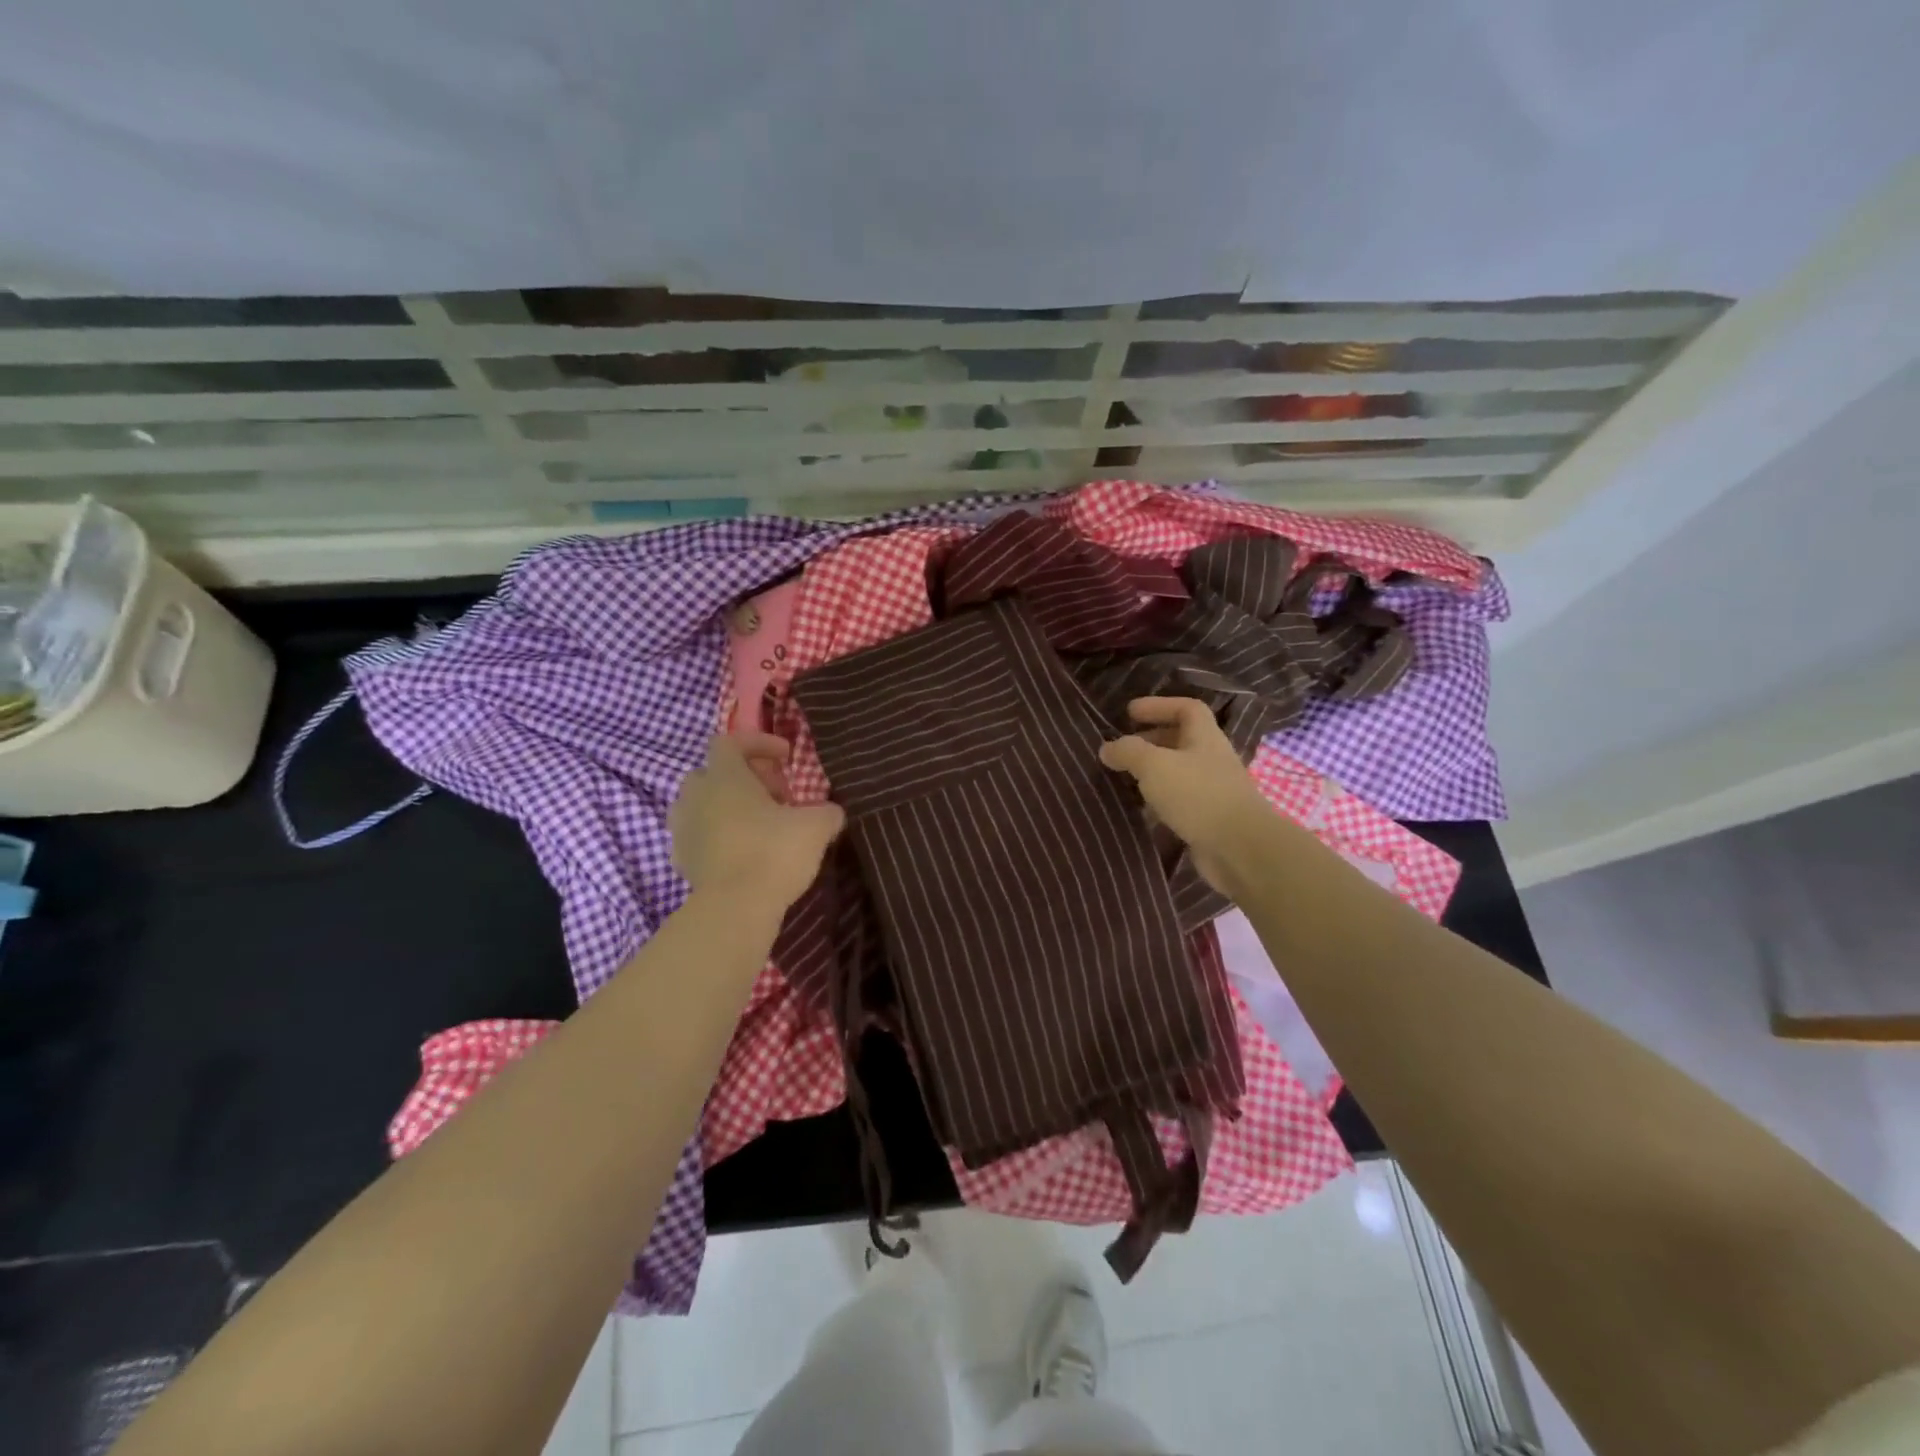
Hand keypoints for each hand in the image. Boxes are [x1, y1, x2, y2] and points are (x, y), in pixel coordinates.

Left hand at [670, 734, 844, 910]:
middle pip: (713, 772)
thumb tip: (831, 812)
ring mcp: (683, 829)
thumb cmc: (774, 852)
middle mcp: (696, 796)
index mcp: (724, 777)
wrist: (735, 908)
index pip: (730, 741)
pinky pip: (698, 836)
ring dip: (727, 807)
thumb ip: (827, 811)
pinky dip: (718, 836)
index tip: (786, 758)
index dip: (759, 743)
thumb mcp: (817, 826)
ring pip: (702, 805)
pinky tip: (743, 852)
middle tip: (777, 796)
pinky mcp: (682, 861)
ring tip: (758, 825)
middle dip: (745, 778)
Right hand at [1099, 697, 1274, 892]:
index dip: (1159, 705)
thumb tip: (1107, 748)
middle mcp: (1211, 760)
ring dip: (1152, 774)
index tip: (1130, 712)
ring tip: (1123, 780)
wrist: (1240, 849)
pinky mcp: (1208, 820)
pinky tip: (1139, 811)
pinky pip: (1179, 803)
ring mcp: (1213, 791)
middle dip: (1151, 741)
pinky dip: (1158, 803)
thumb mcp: (1155, 765)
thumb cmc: (1198, 795)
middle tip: (1122, 749)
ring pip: (1178, 773)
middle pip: (1181, 740)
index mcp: (1205, 737)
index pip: (1187, 708)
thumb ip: (1128, 752)